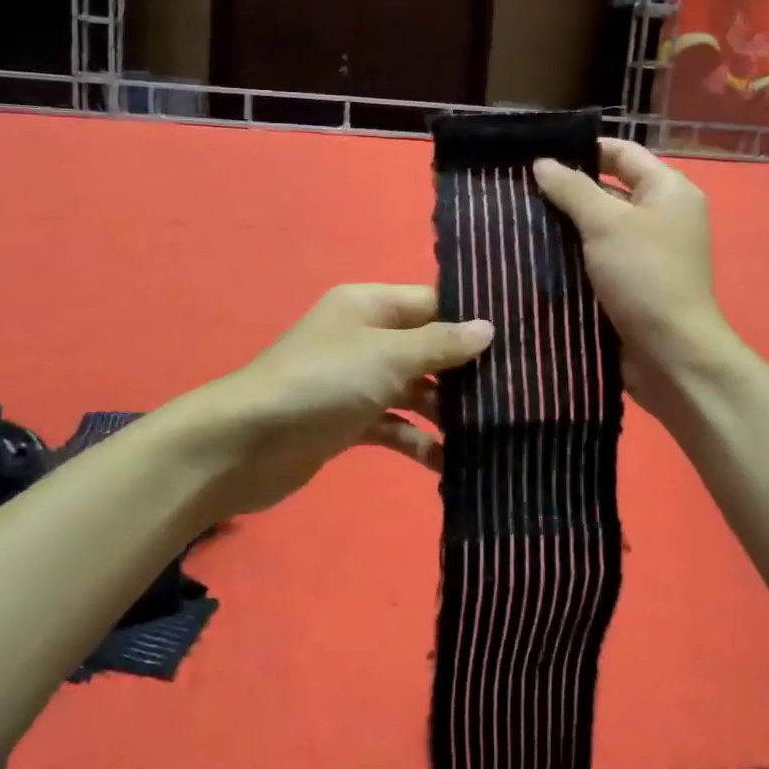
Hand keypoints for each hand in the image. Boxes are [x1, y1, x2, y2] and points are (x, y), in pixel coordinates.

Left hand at [195, 284, 493, 519]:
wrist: (247, 444)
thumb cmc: (322, 383)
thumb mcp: (388, 355)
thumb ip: (440, 343)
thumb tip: (488, 327)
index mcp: (369, 306)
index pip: (432, 303)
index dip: (472, 320)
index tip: (522, 339)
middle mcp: (364, 337)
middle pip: (427, 348)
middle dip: (466, 371)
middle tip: (518, 392)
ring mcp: (356, 381)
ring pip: (415, 390)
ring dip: (447, 411)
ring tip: (493, 433)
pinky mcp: (349, 421)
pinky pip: (395, 426)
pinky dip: (419, 442)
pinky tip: (450, 464)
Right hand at [533, 138, 731, 416]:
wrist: (670, 353)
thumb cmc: (644, 276)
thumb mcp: (606, 223)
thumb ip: (573, 189)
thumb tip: (542, 163)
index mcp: (669, 190)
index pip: (622, 153)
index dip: (583, 149)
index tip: (538, 153)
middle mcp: (663, 216)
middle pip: (610, 190)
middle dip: (568, 189)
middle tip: (519, 187)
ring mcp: (649, 253)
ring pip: (600, 227)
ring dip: (566, 225)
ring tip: (519, 218)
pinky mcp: (634, 284)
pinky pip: (599, 259)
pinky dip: (574, 255)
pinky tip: (537, 254)